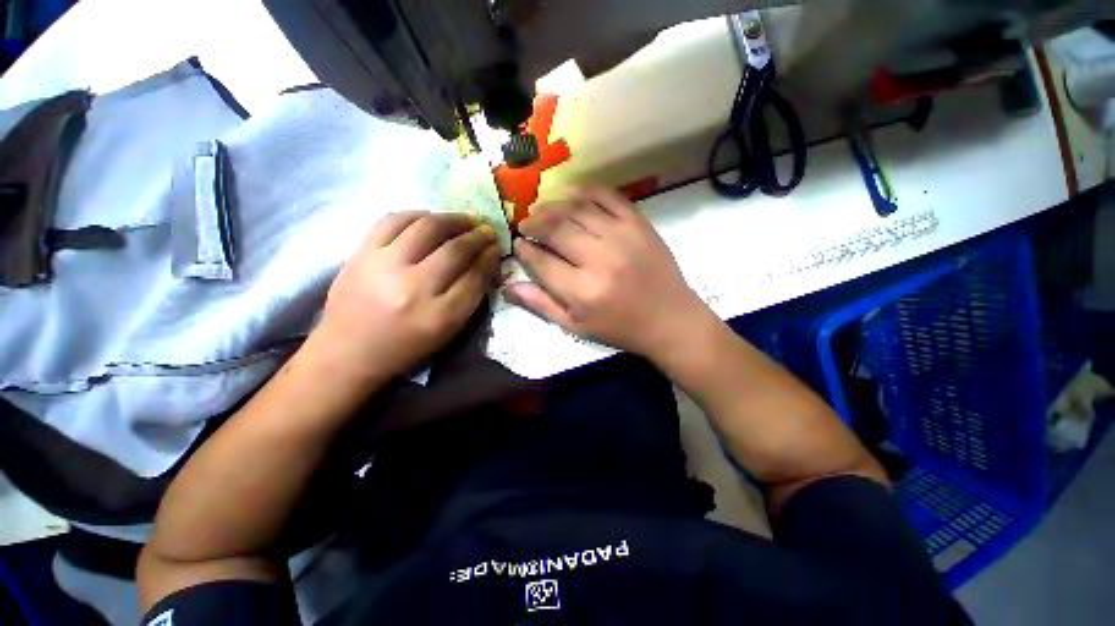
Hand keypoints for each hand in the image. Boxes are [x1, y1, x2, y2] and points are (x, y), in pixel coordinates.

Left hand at [311, 212, 500, 384]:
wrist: (347, 352)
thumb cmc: (405, 347)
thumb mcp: (447, 331)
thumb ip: (470, 298)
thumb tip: (485, 262)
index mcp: (440, 316)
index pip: (475, 277)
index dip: (490, 257)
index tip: (497, 247)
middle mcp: (414, 288)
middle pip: (456, 250)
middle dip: (478, 236)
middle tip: (487, 230)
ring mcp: (384, 267)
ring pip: (428, 228)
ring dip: (453, 219)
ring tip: (465, 219)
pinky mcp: (361, 253)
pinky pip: (393, 220)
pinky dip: (417, 214)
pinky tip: (430, 217)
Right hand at [506, 188, 711, 360]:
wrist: (670, 319)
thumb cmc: (620, 328)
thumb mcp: (577, 327)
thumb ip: (542, 305)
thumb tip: (508, 288)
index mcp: (582, 291)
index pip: (541, 261)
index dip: (524, 249)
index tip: (519, 245)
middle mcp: (599, 259)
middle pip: (555, 229)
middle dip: (533, 223)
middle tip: (526, 224)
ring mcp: (621, 236)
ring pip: (576, 209)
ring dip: (552, 205)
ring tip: (541, 209)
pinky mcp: (638, 223)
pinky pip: (607, 196)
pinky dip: (585, 191)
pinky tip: (570, 194)